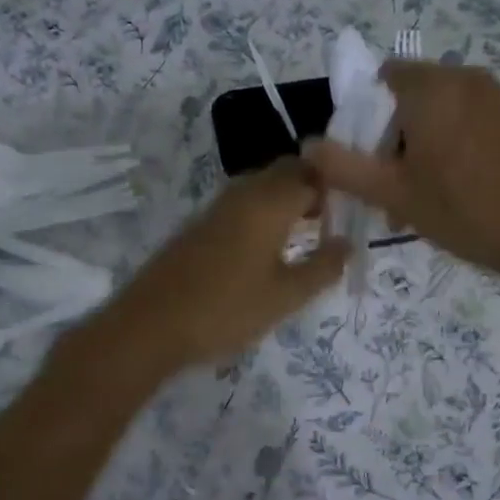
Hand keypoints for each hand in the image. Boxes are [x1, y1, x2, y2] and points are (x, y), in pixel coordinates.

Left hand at [103, 159, 348, 368]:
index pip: (311, 173)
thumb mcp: (286, 297)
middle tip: (328, 223)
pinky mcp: (198, 227)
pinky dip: (261, 216)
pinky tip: (265, 251)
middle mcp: (242, 194)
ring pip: (260, 188)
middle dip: (310, 189)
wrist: (151, 326)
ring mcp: (215, 209)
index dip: (334, 187)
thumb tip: (347, 244)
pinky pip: (241, 206)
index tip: (348, 213)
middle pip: (284, 173)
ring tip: (303, 237)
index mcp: (268, 202)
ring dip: (285, 202)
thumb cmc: (227, 310)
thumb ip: (323, 268)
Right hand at [303, 61, 499, 287]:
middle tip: (387, 188)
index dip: (362, 116)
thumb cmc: (463, 211)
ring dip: (415, 147)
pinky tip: (446, 190)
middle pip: (406, 96)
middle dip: (389, 138)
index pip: (379, 78)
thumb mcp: (394, 193)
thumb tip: (306, 146)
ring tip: (414, 198)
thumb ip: (344, 167)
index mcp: (432, 86)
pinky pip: (462, 120)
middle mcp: (463, 77)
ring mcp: (492, 96)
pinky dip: (444, 146)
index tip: (364, 159)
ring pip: (434, 112)